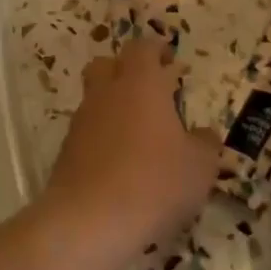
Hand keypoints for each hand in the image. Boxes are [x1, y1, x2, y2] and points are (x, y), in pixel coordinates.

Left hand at [41, 36, 220, 252]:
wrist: (90, 220)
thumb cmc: (155, 182)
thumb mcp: (200, 166)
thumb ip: (205, 144)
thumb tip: (202, 135)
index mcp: (140, 85)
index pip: (142, 48)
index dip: (155, 49)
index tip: (169, 59)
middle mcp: (105, 95)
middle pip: (106, 65)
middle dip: (125, 70)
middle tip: (150, 90)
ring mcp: (81, 123)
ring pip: (94, 100)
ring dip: (113, 107)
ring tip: (138, 134)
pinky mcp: (66, 152)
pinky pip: (86, 133)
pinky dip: (101, 138)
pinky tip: (119, 164)